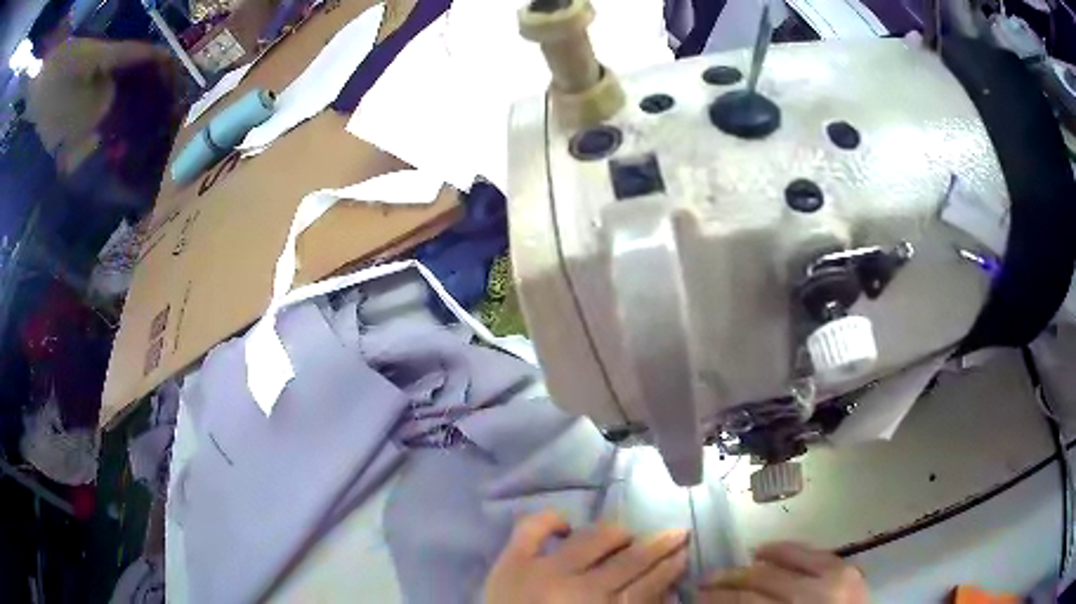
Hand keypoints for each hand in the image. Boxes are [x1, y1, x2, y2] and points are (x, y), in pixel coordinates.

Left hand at [485, 511, 689, 603]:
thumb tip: (663, 593)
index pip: (648, 586)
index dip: (670, 568)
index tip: (684, 554)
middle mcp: (579, 590)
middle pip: (630, 561)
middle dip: (658, 545)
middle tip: (675, 532)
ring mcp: (543, 571)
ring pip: (592, 539)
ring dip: (616, 532)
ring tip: (625, 533)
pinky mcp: (511, 562)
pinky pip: (533, 528)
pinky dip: (551, 519)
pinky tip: (566, 524)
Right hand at [697, 542, 866, 603]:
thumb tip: (723, 603)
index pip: (748, 600)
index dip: (719, 598)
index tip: (698, 596)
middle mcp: (820, 591)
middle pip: (766, 577)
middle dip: (731, 578)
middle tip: (706, 581)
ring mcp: (839, 576)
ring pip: (791, 557)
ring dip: (758, 560)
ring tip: (735, 566)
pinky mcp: (850, 568)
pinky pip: (813, 553)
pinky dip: (789, 551)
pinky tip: (770, 552)